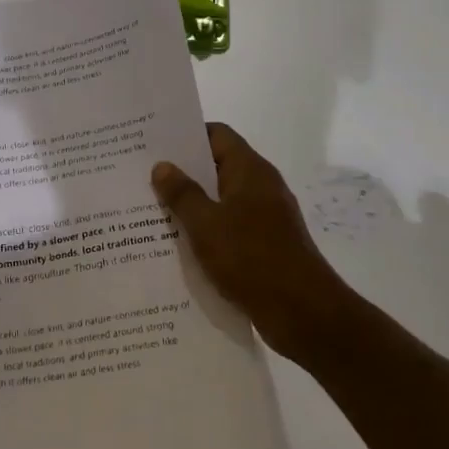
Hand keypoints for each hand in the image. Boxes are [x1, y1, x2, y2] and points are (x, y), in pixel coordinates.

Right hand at [152, 123, 353, 362]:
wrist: (304, 313)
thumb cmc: (252, 259)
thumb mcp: (206, 224)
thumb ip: (182, 193)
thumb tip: (163, 165)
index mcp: (250, 171)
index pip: (217, 135)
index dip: (187, 135)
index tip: (155, 144)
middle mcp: (261, 186)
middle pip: (218, 166)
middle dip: (184, 172)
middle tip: (145, 178)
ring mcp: (267, 217)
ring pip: (223, 200)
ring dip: (194, 205)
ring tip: (154, 211)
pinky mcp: (267, 245)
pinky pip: (231, 227)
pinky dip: (209, 230)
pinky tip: (181, 246)